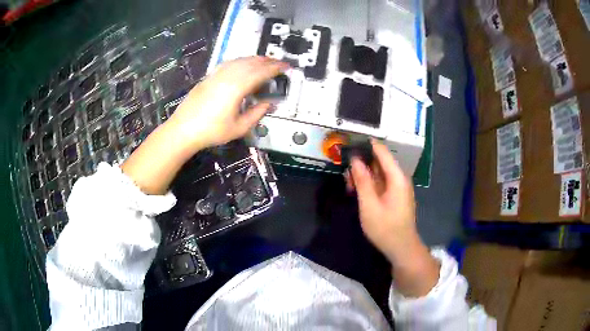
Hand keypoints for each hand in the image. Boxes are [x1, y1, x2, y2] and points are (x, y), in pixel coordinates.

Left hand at [121, 57, 286, 194]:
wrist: (183, 129)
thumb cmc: (212, 131)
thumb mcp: (239, 128)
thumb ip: (257, 113)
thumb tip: (270, 104)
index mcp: (237, 87)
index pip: (261, 72)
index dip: (276, 68)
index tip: (287, 66)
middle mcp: (228, 76)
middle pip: (251, 62)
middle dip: (268, 61)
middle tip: (279, 63)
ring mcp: (216, 74)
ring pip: (239, 60)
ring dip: (254, 59)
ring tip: (265, 62)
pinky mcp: (209, 76)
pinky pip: (228, 63)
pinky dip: (240, 61)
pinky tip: (242, 64)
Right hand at [347, 140, 439, 296]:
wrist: (401, 248)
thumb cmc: (385, 228)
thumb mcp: (369, 205)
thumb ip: (362, 181)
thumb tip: (355, 160)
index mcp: (397, 177)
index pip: (381, 151)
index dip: (365, 145)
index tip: (348, 142)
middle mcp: (399, 178)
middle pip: (379, 161)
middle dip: (361, 163)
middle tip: (344, 171)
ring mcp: (397, 187)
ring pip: (378, 172)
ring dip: (363, 175)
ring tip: (348, 183)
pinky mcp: (394, 195)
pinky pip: (380, 183)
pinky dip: (368, 184)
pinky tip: (356, 191)